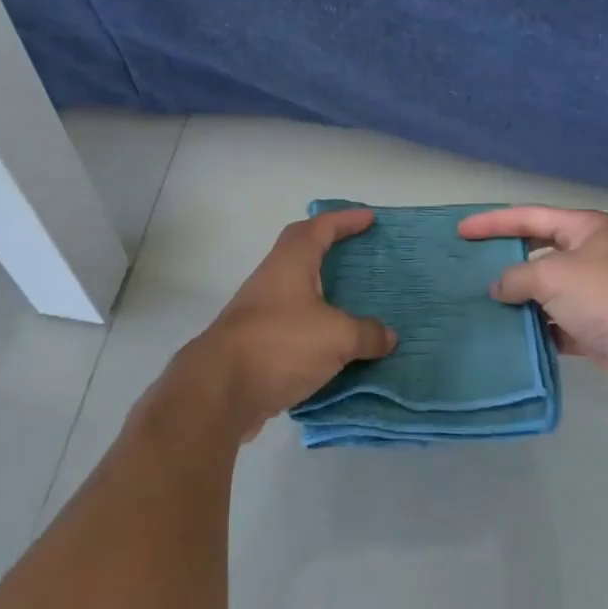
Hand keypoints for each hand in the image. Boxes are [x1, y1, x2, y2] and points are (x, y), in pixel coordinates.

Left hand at [178, 208, 397, 437]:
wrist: (219, 390)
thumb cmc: (281, 344)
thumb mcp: (336, 337)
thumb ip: (366, 333)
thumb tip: (388, 336)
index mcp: (292, 262)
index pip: (321, 228)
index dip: (346, 220)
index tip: (370, 218)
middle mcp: (272, 278)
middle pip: (300, 248)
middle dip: (328, 244)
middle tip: (355, 249)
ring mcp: (259, 310)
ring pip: (295, 287)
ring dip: (320, 288)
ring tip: (350, 298)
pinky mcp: (255, 342)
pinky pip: (291, 321)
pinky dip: (313, 324)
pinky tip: (331, 343)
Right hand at [458, 207, 607, 408]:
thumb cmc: (604, 295)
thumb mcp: (551, 276)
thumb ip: (517, 277)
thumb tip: (499, 288)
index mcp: (584, 228)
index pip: (529, 216)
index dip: (493, 222)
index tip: (461, 231)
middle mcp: (591, 254)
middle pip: (539, 251)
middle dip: (506, 259)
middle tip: (470, 265)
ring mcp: (595, 292)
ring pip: (547, 290)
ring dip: (520, 298)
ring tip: (482, 303)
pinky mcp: (597, 327)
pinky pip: (558, 323)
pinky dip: (537, 328)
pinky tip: (512, 335)